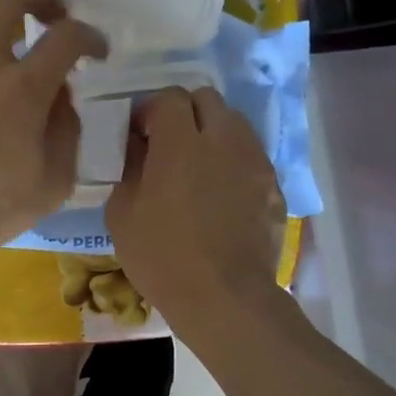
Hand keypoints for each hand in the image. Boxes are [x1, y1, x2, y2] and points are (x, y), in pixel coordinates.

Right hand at [106, 87, 283, 336]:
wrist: (224, 298)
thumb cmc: (162, 257)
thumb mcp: (122, 213)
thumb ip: (129, 167)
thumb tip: (137, 145)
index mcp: (181, 143)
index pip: (169, 97)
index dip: (150, 110)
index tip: (139, 134)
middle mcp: (224, 140)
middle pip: (207, 99)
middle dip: (185, 113)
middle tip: (168, 144)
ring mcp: (255, 162)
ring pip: (235, 124)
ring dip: (212, 133)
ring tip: (198, 166)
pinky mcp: (273, 186)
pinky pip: (251, 157)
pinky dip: (233, 162)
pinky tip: (220, 194)